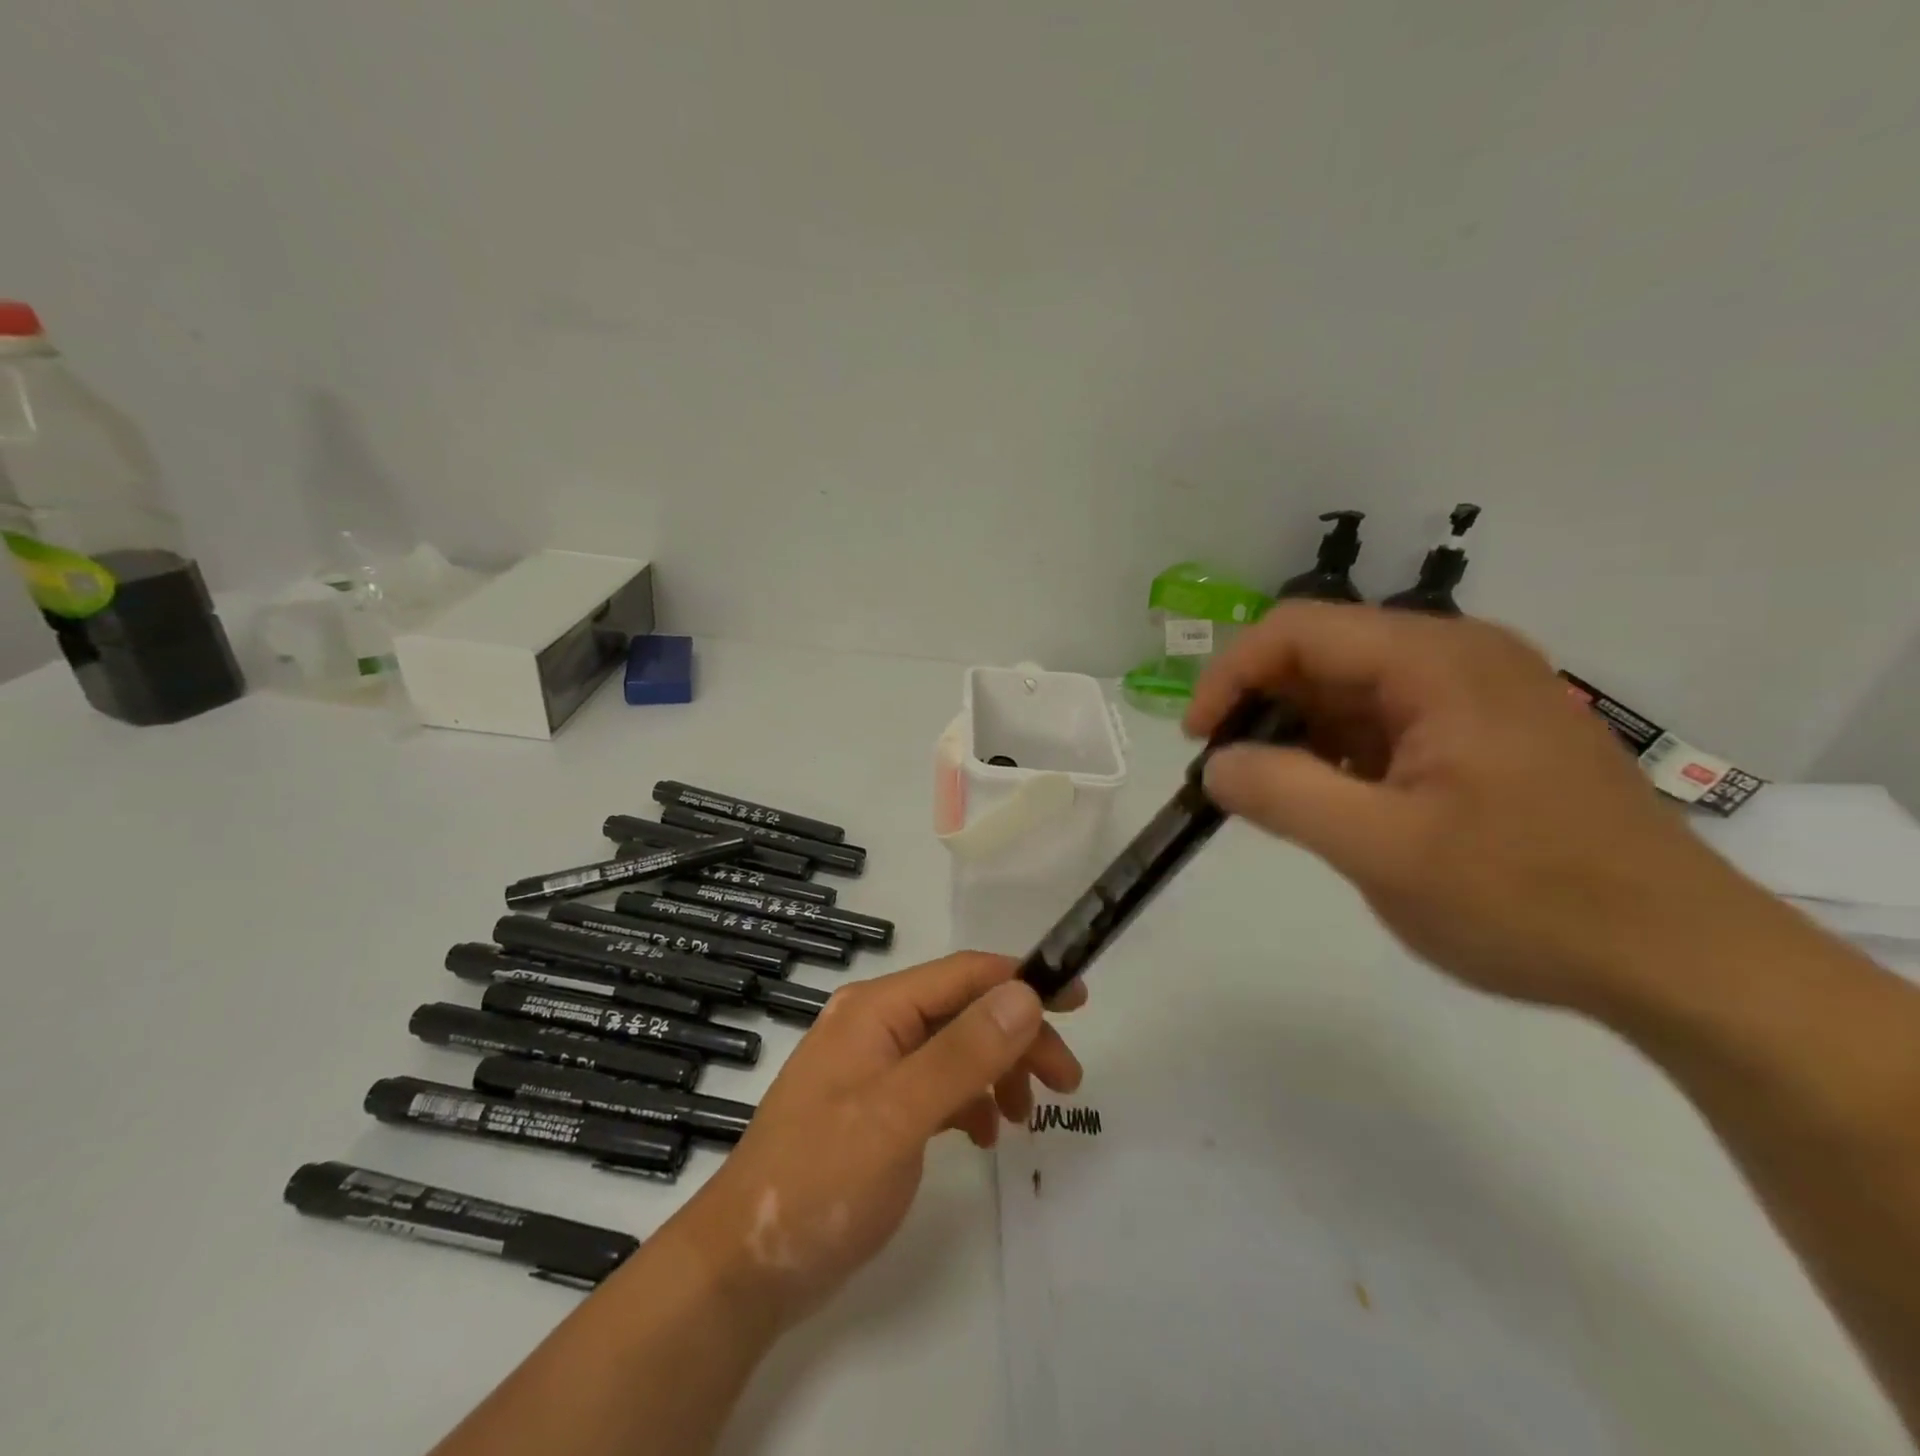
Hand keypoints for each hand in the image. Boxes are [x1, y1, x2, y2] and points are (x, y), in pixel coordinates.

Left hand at [664, 953, 1084, 1332]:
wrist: (743, 1268)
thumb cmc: (819, 1182)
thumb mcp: (898, 1115)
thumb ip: (963, 1053)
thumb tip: (1025, 994)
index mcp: (876, 1009)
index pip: (964, 974)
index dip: (1024, 980)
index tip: (1078, 1002)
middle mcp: (875, 1024)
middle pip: (964, 1011)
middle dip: (1018, 1037)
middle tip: (1066, 1082)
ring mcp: (873, 1066)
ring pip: (955, 1048)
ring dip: (998, 1071)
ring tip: (1025, 1119)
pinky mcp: (875, 1106)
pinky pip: (937, 1085)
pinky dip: (970, 1100)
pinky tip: (984, 1135)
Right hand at [1185, 603, 1766, 1013]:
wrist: (1679, 960)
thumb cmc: (1527, 898)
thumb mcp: (1381, 849)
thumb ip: (1283, 794)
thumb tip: (1215, 764)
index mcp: (1437, 661)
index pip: (1296, 630)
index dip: (1230, 677)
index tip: (1200, 743)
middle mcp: (1459, 657)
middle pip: (1324, 653)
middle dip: (1263, 709)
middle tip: (1232, 778)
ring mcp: (1478, 694)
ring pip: (1352, 690)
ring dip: (1301, 735)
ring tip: (1279, 798)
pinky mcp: (1487, 734)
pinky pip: (1388, 722)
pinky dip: (1343, 754)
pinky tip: (1337, 804)